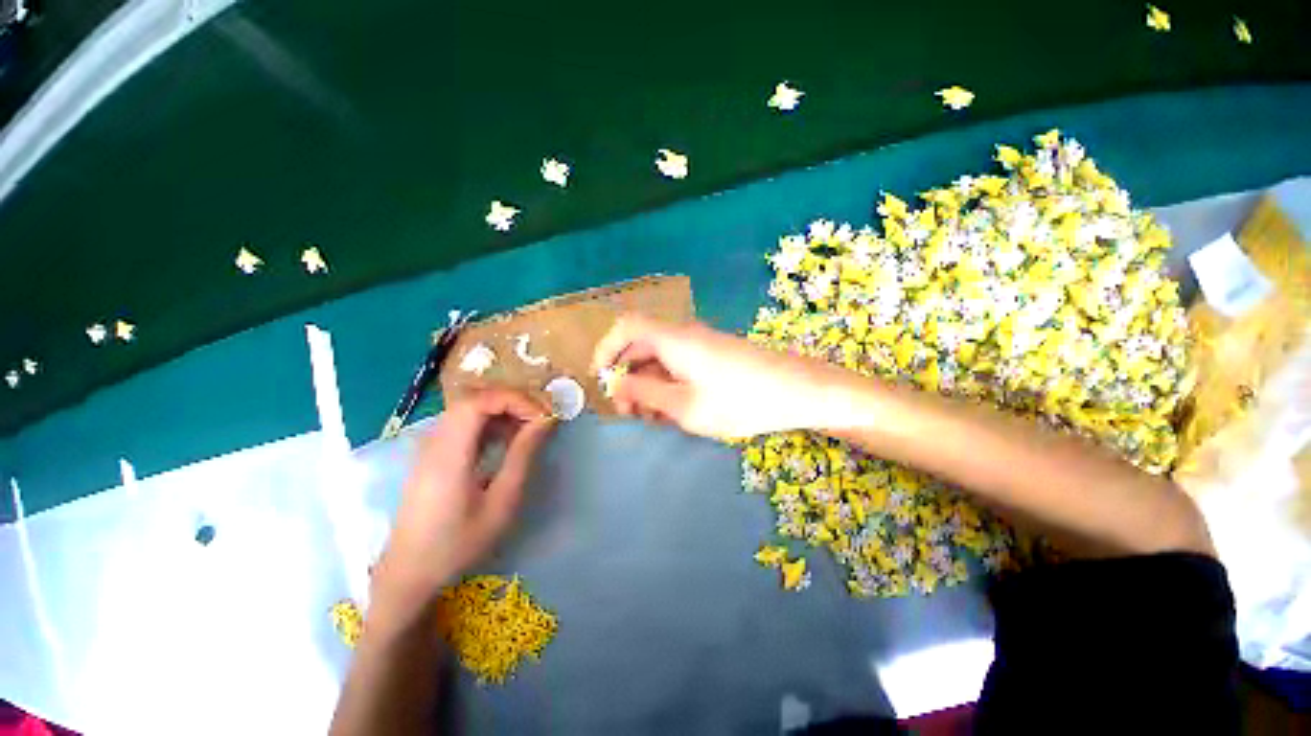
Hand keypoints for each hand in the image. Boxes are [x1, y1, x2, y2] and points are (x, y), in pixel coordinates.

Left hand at [372, 389, 554, 615]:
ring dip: (502, 412)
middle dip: (512, 402)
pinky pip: (463, 424)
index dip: (514, 400)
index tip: (541, 417)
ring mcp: (430, 446)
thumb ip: (523, 455)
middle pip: (474, 399)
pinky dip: (489, 423)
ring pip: (468, 408)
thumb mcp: (501, 502)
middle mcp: (434, 441)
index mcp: (449, 453)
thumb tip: (545, 421)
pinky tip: (505, 442)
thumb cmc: (459, 542)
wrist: (409, 572)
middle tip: (539, 420)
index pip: (479, 401)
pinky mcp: (432, 454)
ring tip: (527, 430)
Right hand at [592, 314, 842, 438]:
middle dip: (627, 376)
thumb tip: (618, 384)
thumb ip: (646, 393)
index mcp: (672, 339)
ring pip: (660, 358)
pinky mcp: (713, 355)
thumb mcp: (685, 406)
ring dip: (648, 383)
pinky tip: (673, 409)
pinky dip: (667, 383)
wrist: (797, 391)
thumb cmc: (740, 400)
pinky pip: (678, 364)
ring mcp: (700, 344)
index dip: (606, 348)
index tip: (600, 379)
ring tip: (651, 416)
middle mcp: (683, 335)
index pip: (626, 327)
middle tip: (628, 410)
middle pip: (641, 346)